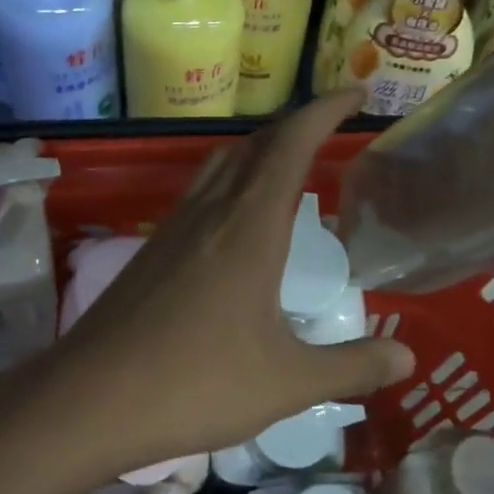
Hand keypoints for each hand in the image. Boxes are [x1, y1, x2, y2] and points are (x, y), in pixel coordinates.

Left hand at [37, 89, 414, 473]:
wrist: (88, 399)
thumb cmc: (195, 384)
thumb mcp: (287, 383)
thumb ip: (351, 367)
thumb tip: (405, 357)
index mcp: (248, 227)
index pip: (291, 144)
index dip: (324, 110)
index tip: (355, 94)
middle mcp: (209, 213)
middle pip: (254, 145)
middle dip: (296, 126)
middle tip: (330, 132)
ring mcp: (172, 229)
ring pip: (220, 165)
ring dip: (259, 152)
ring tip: (289, 169)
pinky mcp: (150, 251)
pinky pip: (199, 194)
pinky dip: (231, 184)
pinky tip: (237, 225)